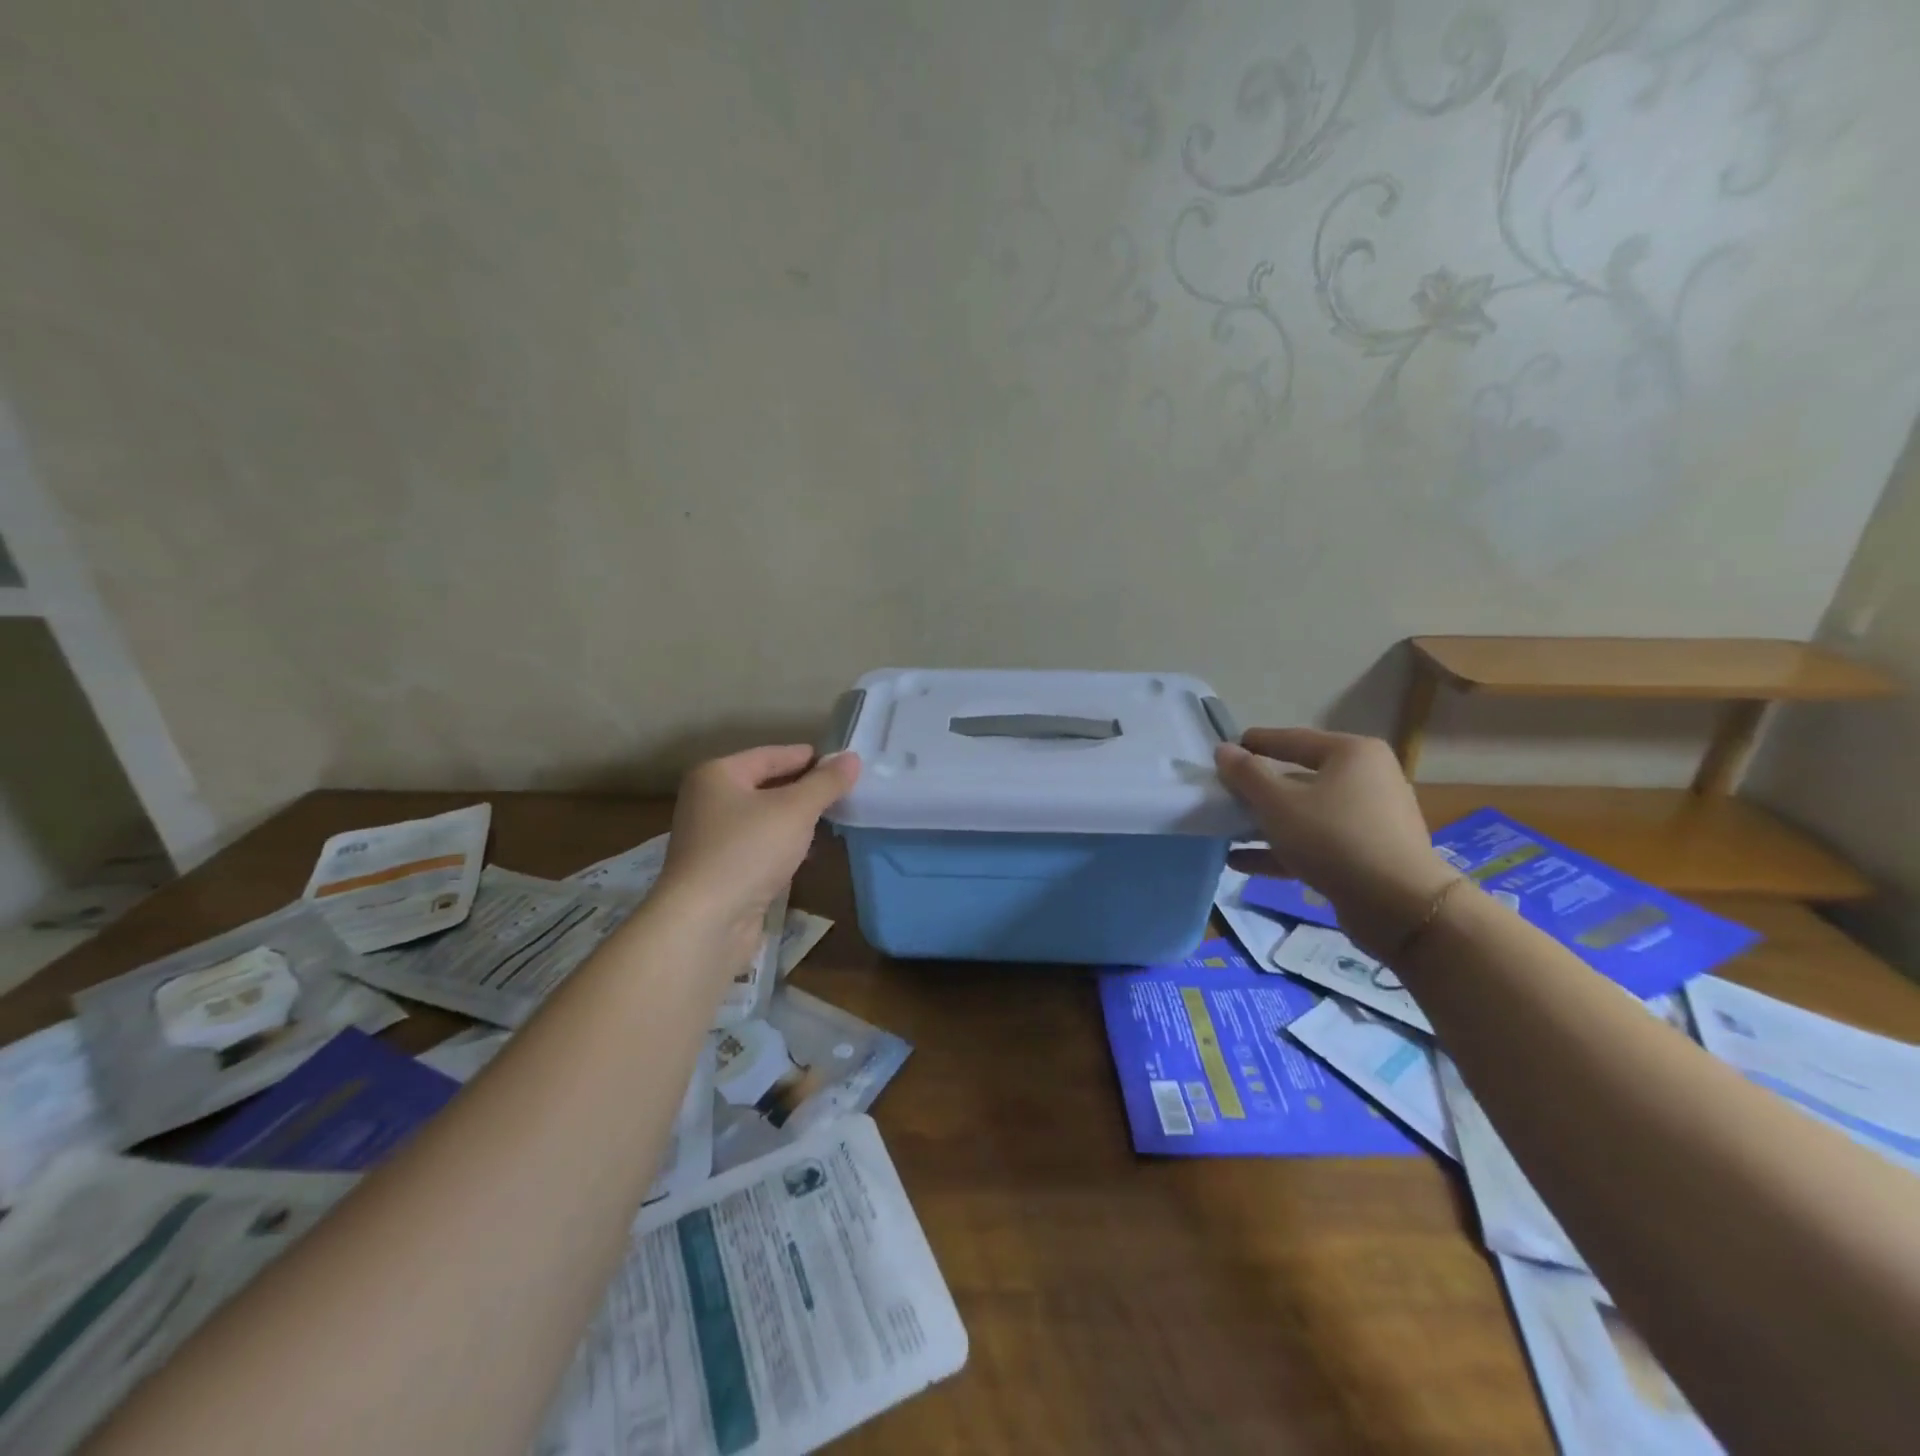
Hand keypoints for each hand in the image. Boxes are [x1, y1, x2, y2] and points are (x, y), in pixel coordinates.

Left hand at [656, 746, 860, 965]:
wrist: (705, 922)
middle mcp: (708, 801)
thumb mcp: (796, 809)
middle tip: (842, 790)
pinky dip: (783, 845)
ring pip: (763, 818)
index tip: (840, 762)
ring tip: (832, 819)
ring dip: (795, 819)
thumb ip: (826, 782)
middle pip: (765, 785)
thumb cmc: (749, 851)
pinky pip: (758, 846)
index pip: (770, 755)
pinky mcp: (719, 871)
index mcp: (717, 775)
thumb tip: (852, 758)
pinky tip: (807, 853)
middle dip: (803, 788)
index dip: (807, 757)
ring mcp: (711, 838)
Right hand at [1215, 727, 1458, 957]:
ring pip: (1305, 814)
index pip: (1293, 739)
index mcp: (1351, 754)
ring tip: (1225, 831)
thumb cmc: (1333, 838)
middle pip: (1299, 778)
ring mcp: (1368, 819)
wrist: (1399, 905)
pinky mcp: (1366, 854)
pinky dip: (1281, 850)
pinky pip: (1315, 843)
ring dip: (1264, 823)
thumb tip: (1223, 749)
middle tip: (1222, 794)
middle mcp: (1366, 779)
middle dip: (1257, 790)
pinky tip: (1241, 862)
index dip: (1255, 743)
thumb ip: (1246, 774)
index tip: (1223, 750)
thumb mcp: (1278, 803)